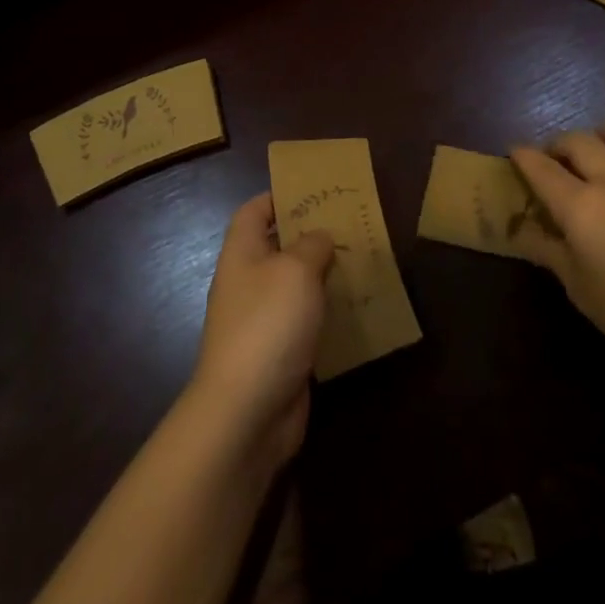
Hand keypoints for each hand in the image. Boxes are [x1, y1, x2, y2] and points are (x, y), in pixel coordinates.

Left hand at [190, 193, 334, 467]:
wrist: (248, 411)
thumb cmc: (268, 324)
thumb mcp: (296, 270)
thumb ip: (311, 245)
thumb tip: (319, 237)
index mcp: (242, 253)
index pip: (253, 211)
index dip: (278, 197)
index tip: (314, 192)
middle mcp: (248, 282)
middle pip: (278, 247)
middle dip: (311, 236)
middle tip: (351, 227)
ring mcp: (263, 320)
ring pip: (296, 286)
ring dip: (324, 276)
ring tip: (362, 263)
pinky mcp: (281, 353)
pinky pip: (306, 322)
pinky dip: (328, 314)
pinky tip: (357, 309)